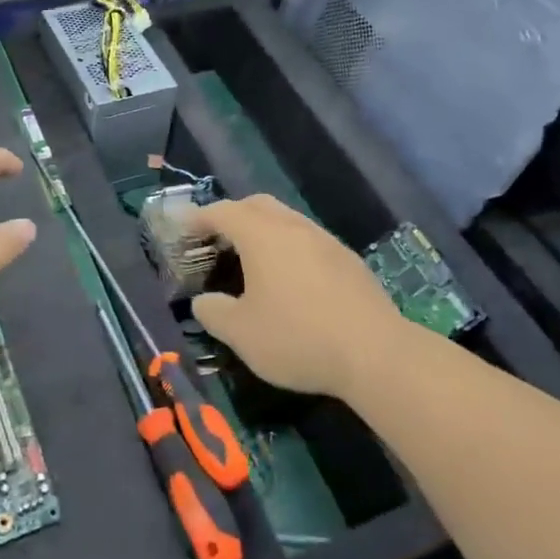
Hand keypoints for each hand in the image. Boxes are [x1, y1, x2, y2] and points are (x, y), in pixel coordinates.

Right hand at [187, 195, 405, 398]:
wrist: (375, 353)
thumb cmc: (298, 338)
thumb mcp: (242, 334)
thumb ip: (214, 313)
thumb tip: (203, 302)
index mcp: (262, 235)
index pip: (223, 212)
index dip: (199, 218)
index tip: (184, 228)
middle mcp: (293, 226)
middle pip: (257, 205)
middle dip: (233, 215)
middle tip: (216, 239)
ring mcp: (325, 240)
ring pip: (286, 220)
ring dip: (264, 230)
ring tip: (251, 259)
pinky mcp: (347, 259)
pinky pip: (308, 240)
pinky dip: (289, 247)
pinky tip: (290, 279)